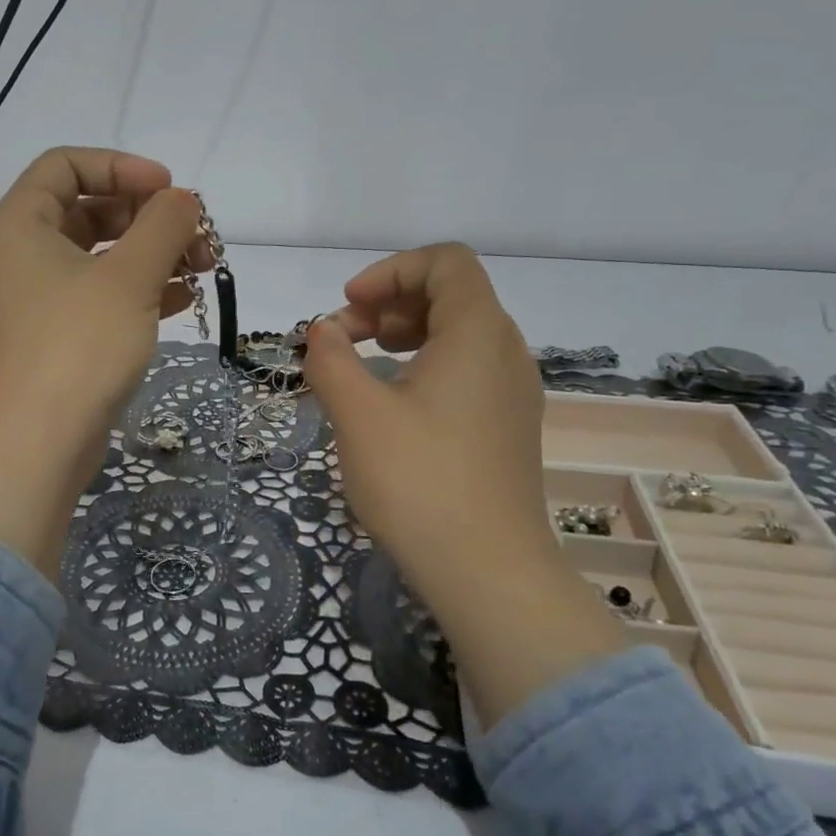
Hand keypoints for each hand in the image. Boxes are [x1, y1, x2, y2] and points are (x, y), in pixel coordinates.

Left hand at [0, 148, 205, 576]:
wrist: (38, 446)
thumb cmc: (78, 347)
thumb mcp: (129, 277)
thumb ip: (163, 225)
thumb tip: (184, 199)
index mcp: (22, 223)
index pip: (67, 164)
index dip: (121, 166)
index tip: (170, 189)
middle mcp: (25, 253)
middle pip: (90, 208)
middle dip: (148, 216)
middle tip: (197, 234)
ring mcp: (42, 298)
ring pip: (102, 255)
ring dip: (153, 253)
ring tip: (203, 265)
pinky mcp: (61, 335)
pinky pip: (104, 294)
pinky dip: (142, 289)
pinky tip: (184, 298)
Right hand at [303, 244, 623, 721]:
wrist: (488, 572)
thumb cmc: (419, 481)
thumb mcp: (358, 414)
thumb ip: (331, 359)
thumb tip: (322, 332)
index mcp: (479, 332)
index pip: (445, 262)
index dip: (391, 270)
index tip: (347, 305)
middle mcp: (506, 351)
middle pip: (451, 294)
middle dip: (389, 303)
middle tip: (342, 338)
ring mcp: (513, 392)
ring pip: (458, 334)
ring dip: (404, 334)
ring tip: (361, 366)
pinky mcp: (508, 427)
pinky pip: (467, 370)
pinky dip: (424, 365)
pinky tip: (392, 403)